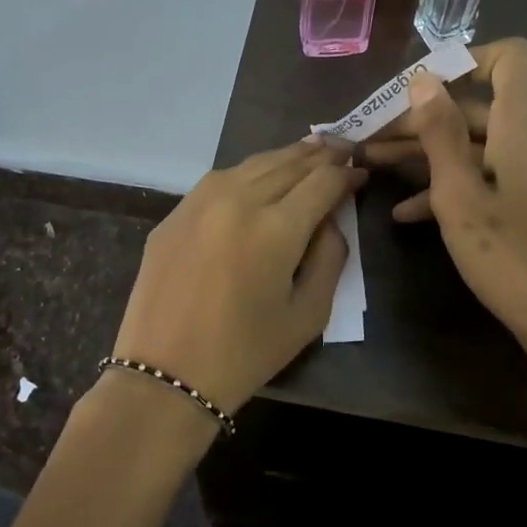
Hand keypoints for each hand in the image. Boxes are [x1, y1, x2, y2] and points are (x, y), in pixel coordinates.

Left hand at [111, 137, 364, 416]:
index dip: (347, 174)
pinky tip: (259, 179)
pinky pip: (220, 180)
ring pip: (253, 163)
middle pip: (289, 162)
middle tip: (342, 151)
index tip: (362, 174)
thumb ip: (329, 257)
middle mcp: (237, 199)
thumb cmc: (245, 353)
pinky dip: (249, 173)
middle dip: (321, 156)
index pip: (323, 180)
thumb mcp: (308, 314)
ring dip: (286, 157)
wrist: (165, 375)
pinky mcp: (174, 213)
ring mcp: (199, 201)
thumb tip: (329, 218)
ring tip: (308, 154)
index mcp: (276, 227)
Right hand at [363, 39, 526, 423]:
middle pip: (481, 108)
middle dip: (422, 119)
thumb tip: (423, 78)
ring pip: (483, 146)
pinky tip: (410, 212)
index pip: (510, 58)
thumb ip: (440, 134)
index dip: (464, 60)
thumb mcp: (461, 197)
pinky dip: (459, 185)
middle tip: (370, 136)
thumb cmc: (516, 261)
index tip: (418, 87)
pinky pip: (498, 176)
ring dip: (431, 155)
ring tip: (376, 168)